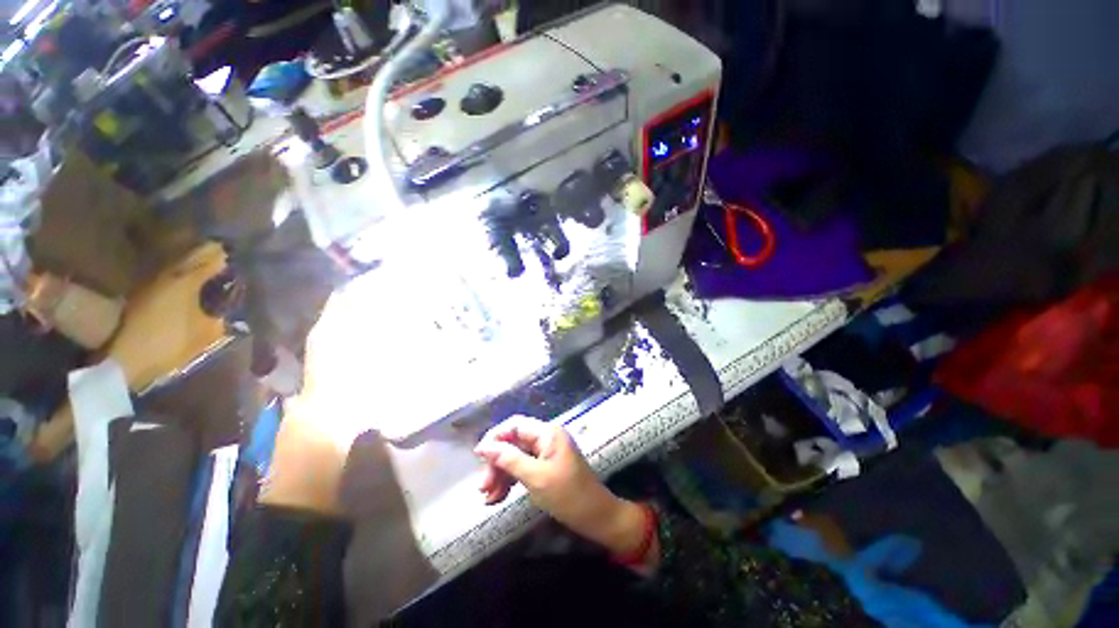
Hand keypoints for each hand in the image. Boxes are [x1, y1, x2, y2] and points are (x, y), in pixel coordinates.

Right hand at [475, 417, 657, 569]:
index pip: (515, 425)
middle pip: (514, 442)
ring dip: (501, 474)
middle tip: (483, 488)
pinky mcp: (548, 466)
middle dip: (497, 463)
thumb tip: (485, 447)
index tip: (478, 456)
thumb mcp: (535, 478)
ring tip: (489, 498)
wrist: (597, 517)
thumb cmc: (568, 495)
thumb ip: (509, 459)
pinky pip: (524, 467)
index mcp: (547, 433)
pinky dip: (512, 480)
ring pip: (517, 457)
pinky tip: (500, 497)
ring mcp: (547, 452)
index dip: (495, 437)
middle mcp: (547, 438)